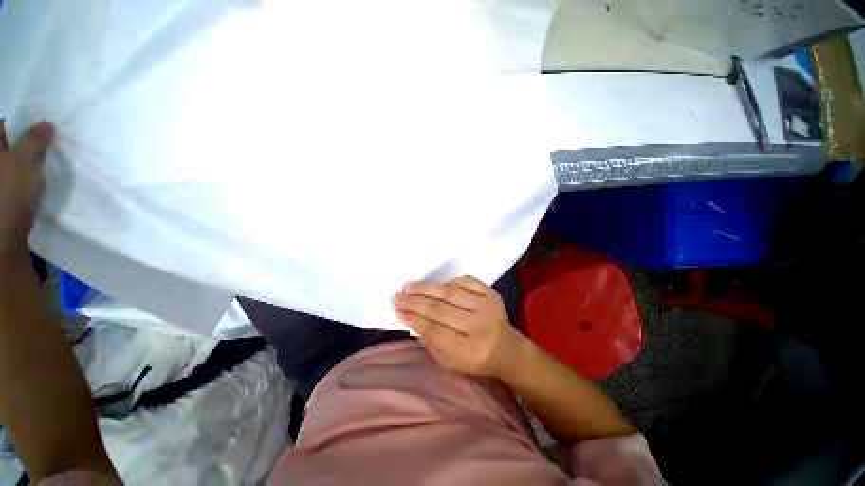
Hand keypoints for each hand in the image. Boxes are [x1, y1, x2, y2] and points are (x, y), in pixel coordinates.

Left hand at [0, 120, 54, 259]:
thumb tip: (46, 124)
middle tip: (53, 141)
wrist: (4, 237)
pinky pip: (21, 179)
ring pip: (18, 163)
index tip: (46, 125)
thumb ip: (34, 139)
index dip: (25, 123)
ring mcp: (2, 181)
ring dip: (34, 161)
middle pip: (11, 145)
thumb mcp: (22, 161)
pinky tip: (44, 179)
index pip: (5, 126)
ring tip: (52, 160)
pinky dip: (33, 176)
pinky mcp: (8, 197)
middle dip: (31, 143)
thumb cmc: (7, 193)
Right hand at [392, 276, 525, 378]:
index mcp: (470, 351)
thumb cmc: (475, 359)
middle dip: (414, 302)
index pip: (435, 331)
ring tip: (409, 286)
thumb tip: (410, 316)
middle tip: (397, 296)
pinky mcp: (492, 293)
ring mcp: (488, 306)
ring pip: (450, 292)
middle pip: (440, 310)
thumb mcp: (450, 362)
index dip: (413, 319)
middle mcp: (480, 326)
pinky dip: (448, 282)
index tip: (397, 310)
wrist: (507, 348)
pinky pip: (465, 281)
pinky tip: (436, 286)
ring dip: (426, 288)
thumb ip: (430, 341)